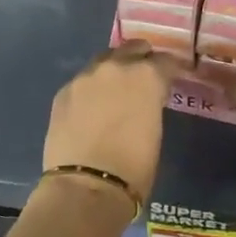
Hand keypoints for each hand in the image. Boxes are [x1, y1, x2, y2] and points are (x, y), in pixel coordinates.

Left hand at [43, 40, 182, 199]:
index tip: (172, 77)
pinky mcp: (63, 92)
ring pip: (104, 61)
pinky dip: (91, 88)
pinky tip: (91, 106)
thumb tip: (145, 101)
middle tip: (144, 76)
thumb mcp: (155, 131)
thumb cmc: (134, 168)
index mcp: (146, 76)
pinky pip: (83, 82)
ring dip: (113, 70)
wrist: (86, 187)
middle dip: (141, 59)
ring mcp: (85, 77)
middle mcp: (115, 67)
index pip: (165, 61)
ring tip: (115, 89)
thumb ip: (150, 104)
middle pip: (132, 49)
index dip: (170, 69)